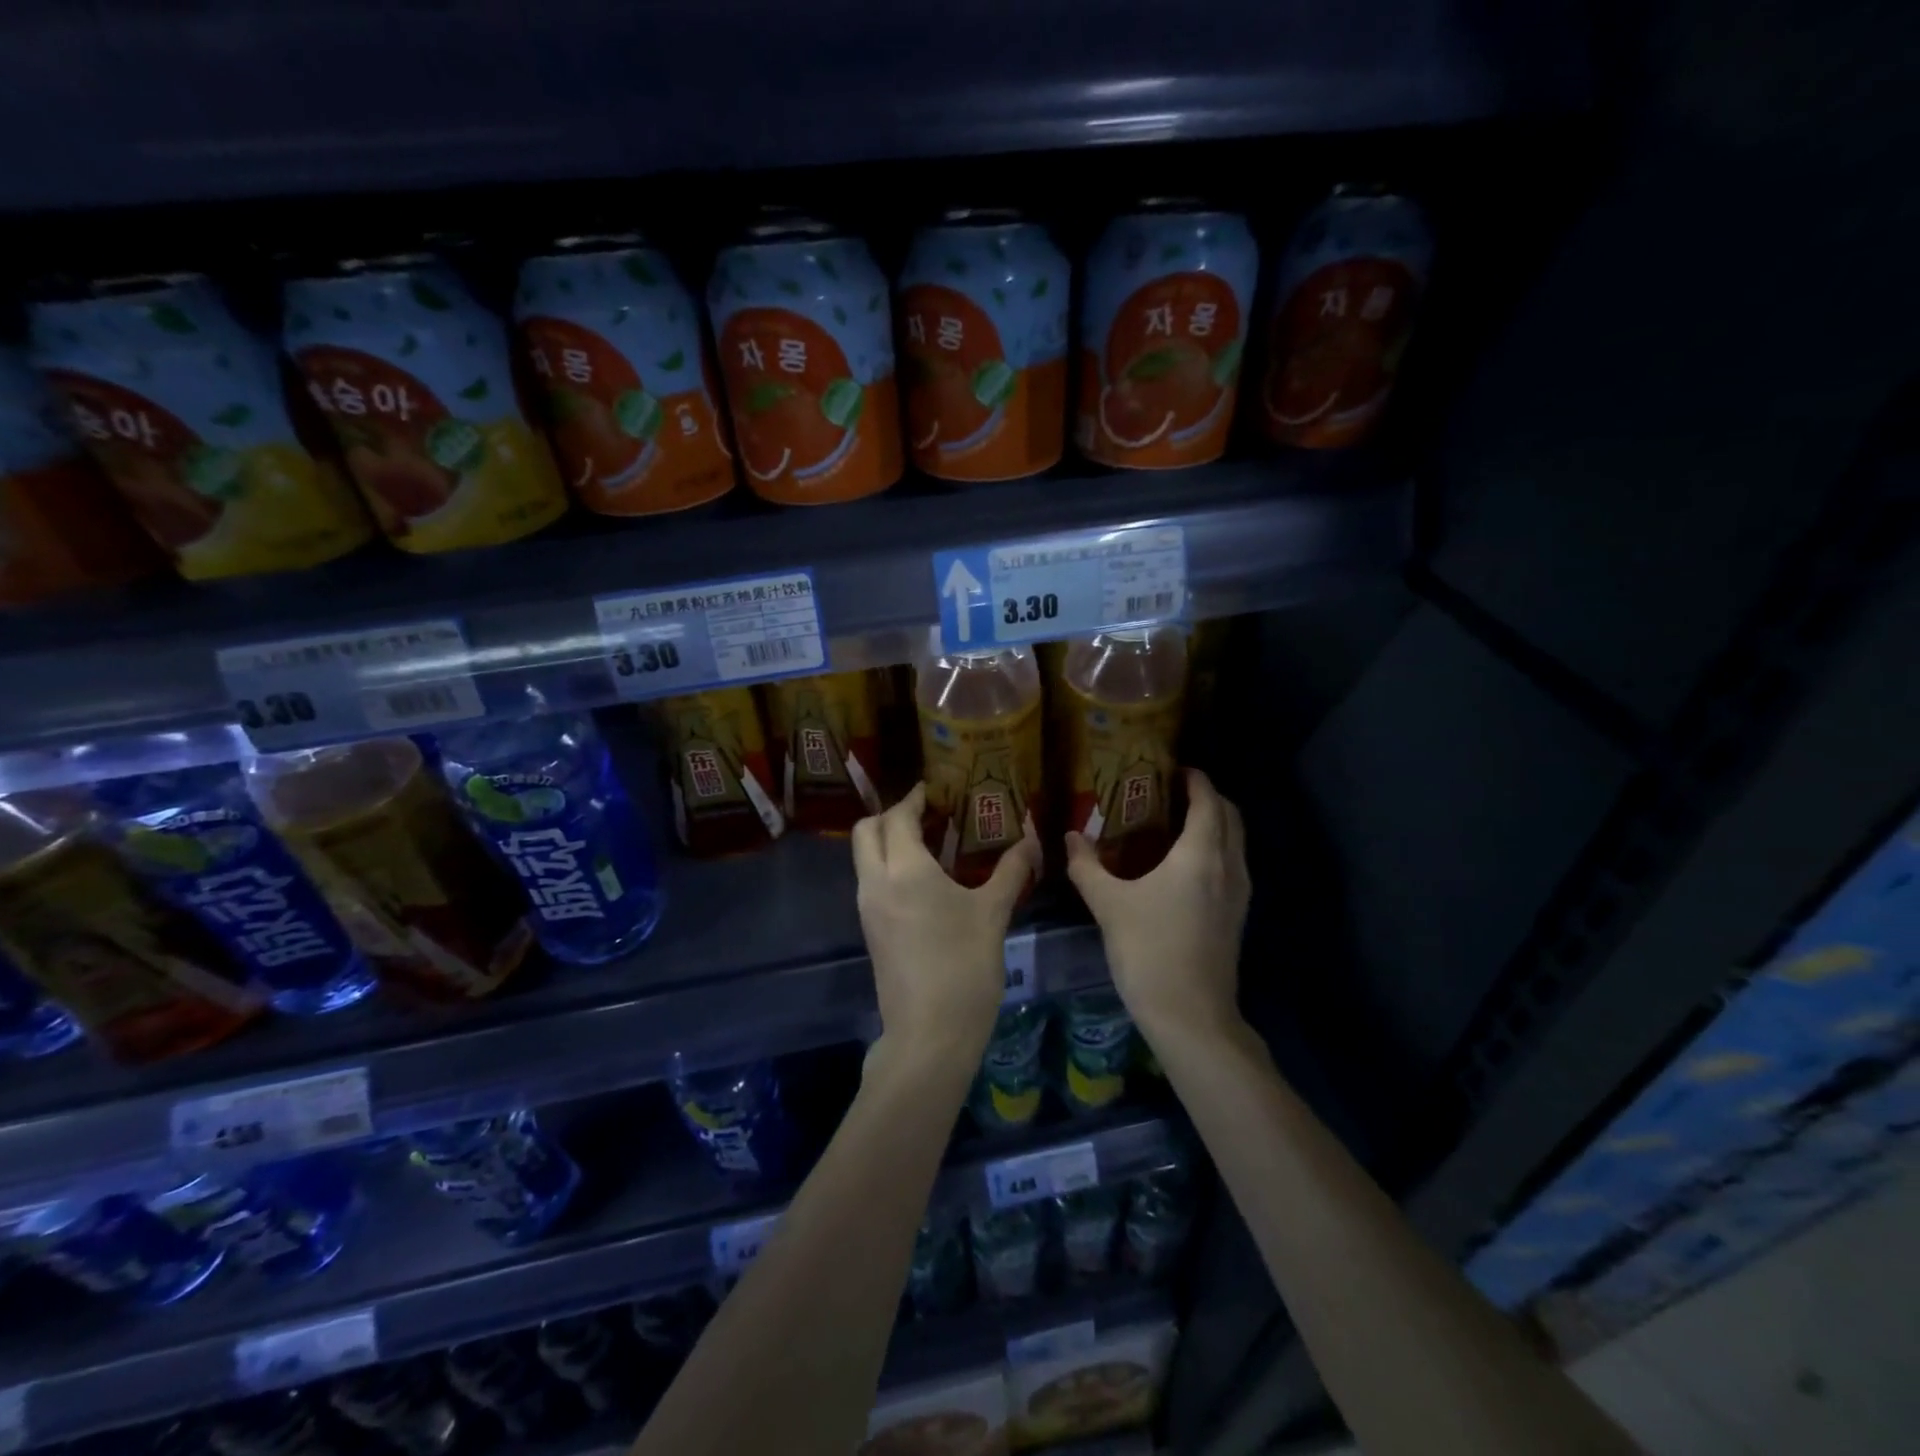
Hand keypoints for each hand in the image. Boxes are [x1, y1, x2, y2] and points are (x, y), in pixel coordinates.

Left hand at [854, 784, 1039, 1069]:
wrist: (930, 1035)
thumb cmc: (964, 967)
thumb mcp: (993, 914)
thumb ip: (1011, 870)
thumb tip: (1031, 839)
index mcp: (905, 870)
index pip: (898, 817)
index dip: (914, 799)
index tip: (934, 789)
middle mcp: (876, 882)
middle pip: (867, 831)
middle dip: (892, 815)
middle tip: (928, 814)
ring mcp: (868, 908)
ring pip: (864, 857)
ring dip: (888, 841)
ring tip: (931, 843)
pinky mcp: (870, 931)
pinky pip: (871, 881)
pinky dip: (888, 866)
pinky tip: (924, 879)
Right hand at [1065, 767, 1249, 1045]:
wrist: (1191, 1015)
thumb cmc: (1149, 951)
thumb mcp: (1109, 905)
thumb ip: (1087, 866)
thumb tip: (1070, 837)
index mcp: (1201, 854)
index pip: (1208, 800)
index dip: (1195, 780)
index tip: (1174, 769)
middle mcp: (1228, 866)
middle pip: (1230, 816)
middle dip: (1208, 798)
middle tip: (1173, 793)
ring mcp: (1239, 893)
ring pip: (1236, 842)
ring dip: (1215, 824)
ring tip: (1177, 824)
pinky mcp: (1237, 916)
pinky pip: (1232, 865)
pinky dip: (1216, 850)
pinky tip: (1184, 867)